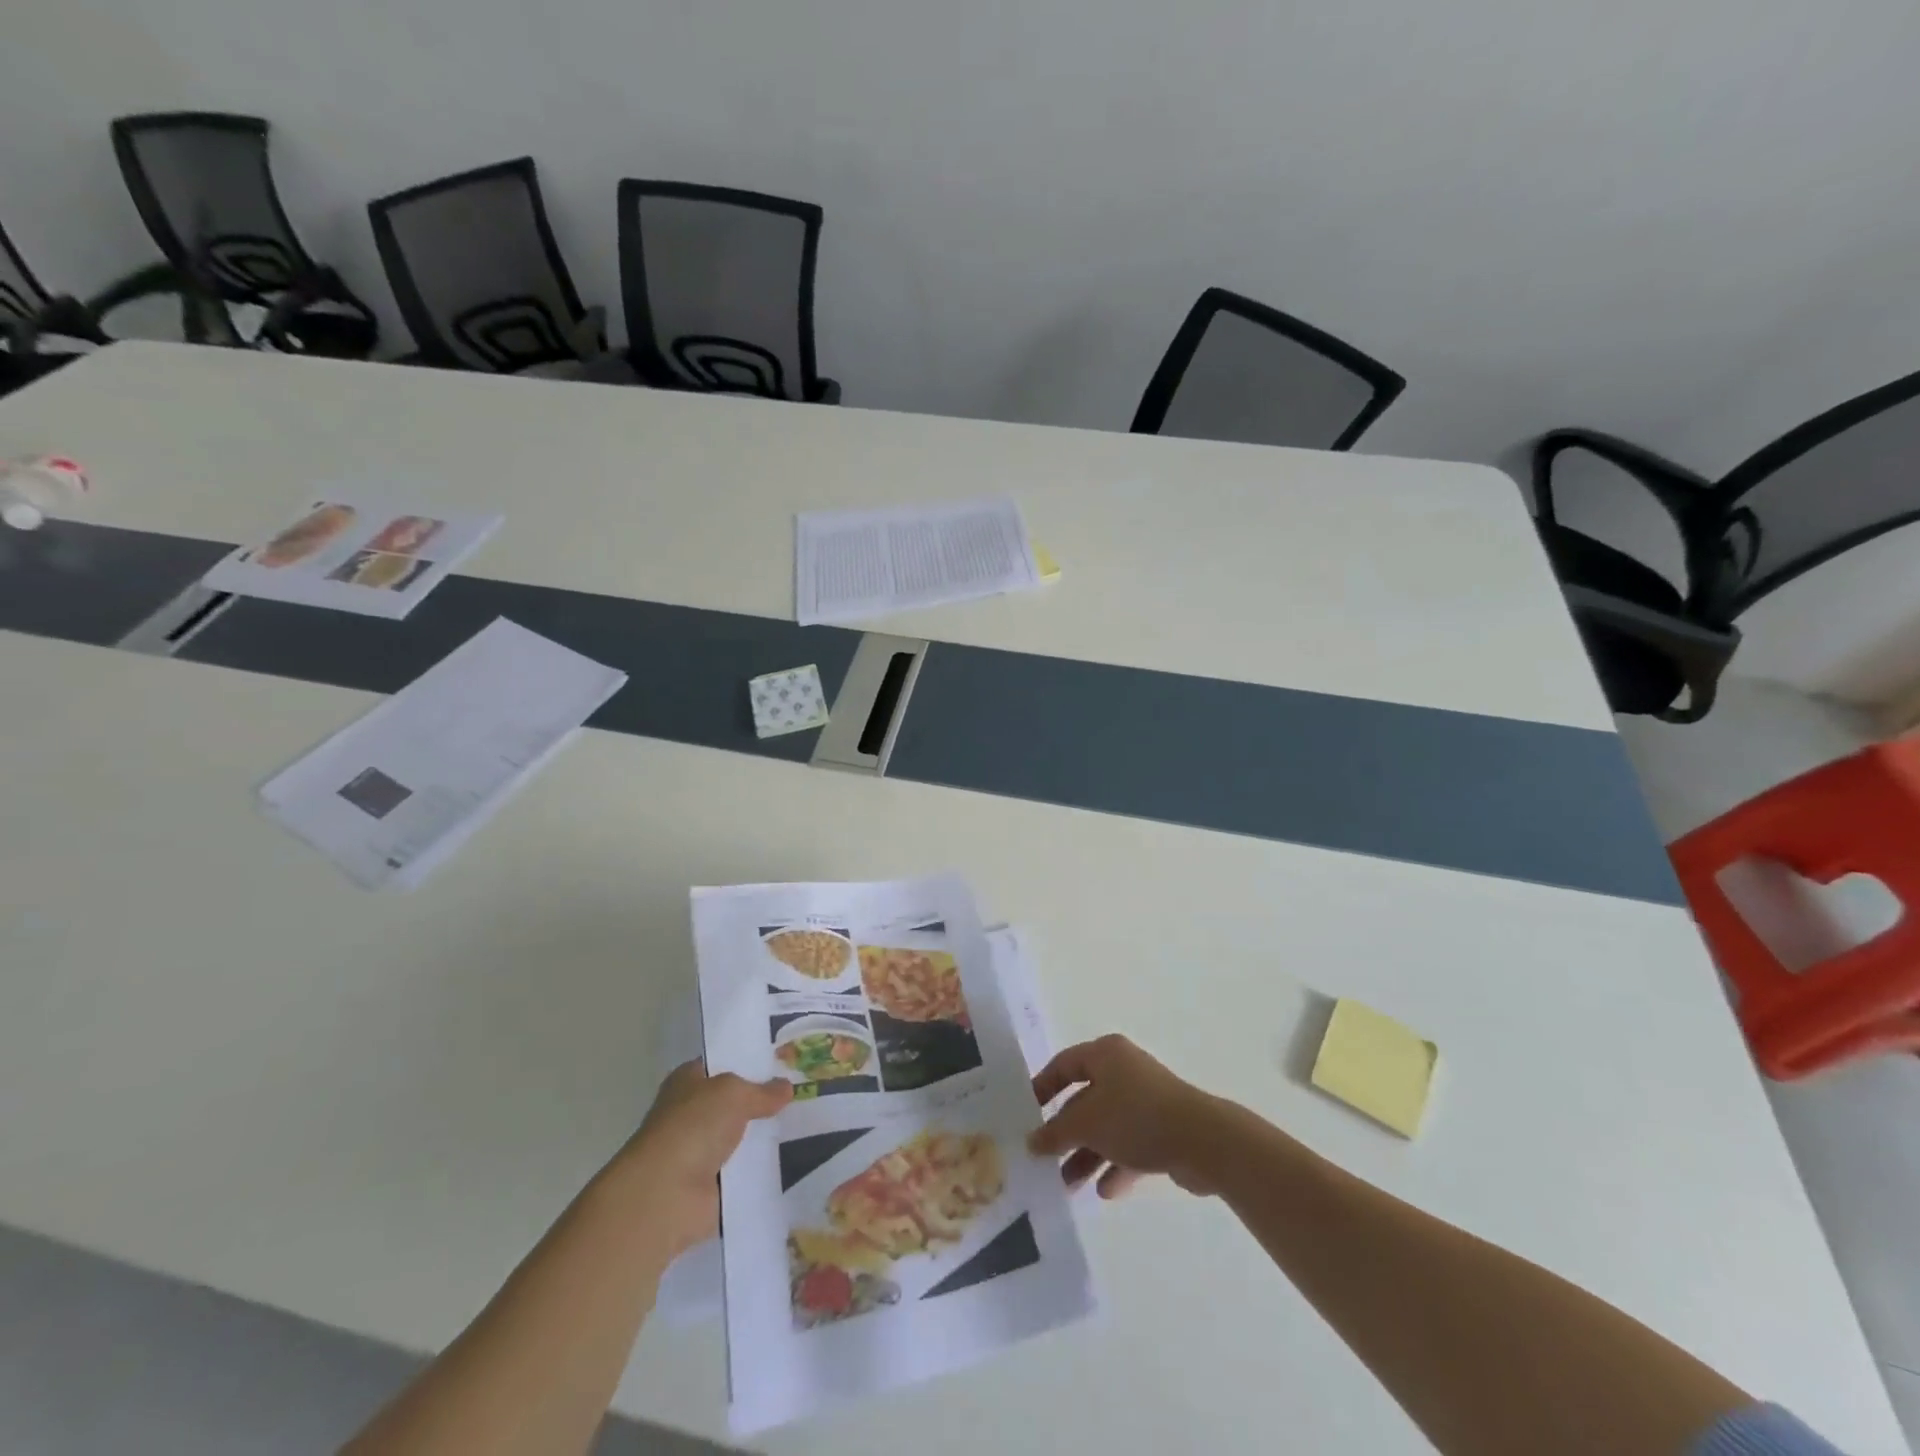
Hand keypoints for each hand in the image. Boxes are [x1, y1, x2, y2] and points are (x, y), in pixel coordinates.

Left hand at [611, 1060, 790, 1258]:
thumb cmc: (693, 1126)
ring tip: (807, 1123)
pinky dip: (763, 1167)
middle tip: (803, 1091)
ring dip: (764, 1135)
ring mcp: (700, 1151)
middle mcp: (691, 1113)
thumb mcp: (734, 1093)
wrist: (666, 1194)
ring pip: (741, 1136)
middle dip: (763, 1100)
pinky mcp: (711, 1185)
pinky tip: (794, 1156)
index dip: (749, 1062)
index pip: (722, 1064)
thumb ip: (762, 1090)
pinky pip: (745, 1170)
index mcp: (688, 1081)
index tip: (783, 1061)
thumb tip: (786, 1087)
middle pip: (734, 1102)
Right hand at [1029, 1035, 1229, 1198]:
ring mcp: (1146, 1101)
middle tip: (1044, 1159)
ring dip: (1087, 1155)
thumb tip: (1032, 1141)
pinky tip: (1105, 1191)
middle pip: (1085, 1100)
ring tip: (1067, 1186)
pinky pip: (1131, 1146)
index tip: (1025, 1114)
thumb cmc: (1136, 1118)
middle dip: (1065, 1133)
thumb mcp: (1086, 1124)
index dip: (1042, 1087)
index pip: (1063, 1064)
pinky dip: (1116, 1165)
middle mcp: (1124, 1071)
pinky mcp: (1164, 1130)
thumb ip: (1055, 1132)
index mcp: (1105, 1055)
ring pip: (1107, 1127)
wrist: (1203, 1141)